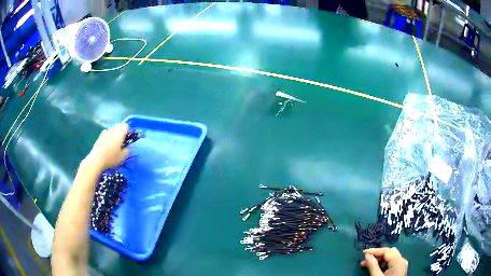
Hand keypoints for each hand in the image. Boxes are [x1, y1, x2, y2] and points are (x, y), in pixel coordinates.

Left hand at [84, 124, 129, 170]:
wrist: (96, 160)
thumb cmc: (111, 158)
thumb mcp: (123, 157)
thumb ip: (127, 149)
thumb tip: (127, 146)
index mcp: (119, 132)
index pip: (126, 126)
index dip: (128, 132)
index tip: (128, 141)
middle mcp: (112, 129)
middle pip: (119, 127)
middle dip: (121, 133)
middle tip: (122, 144)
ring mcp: (105, 132)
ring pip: (112, 131)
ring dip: (114, 136)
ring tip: (114, 146)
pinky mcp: (99, 137)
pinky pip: (107, 135)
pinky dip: (108, 139)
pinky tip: (107, 148)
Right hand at [360, 247, 407, 275]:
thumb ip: (372, 265)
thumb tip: (367, 256)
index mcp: (398, 260)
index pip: (386, 251)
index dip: (374, 251)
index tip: (363, 253)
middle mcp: (402, 260)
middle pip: (389, 252)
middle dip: (377, 254)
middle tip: (365, 259)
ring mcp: (402, 265)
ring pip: (391, 257)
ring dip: (380, 259)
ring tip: (369, 264)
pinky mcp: (400, 269)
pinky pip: (392, 262)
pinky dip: (384, 263)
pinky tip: (377, 268)